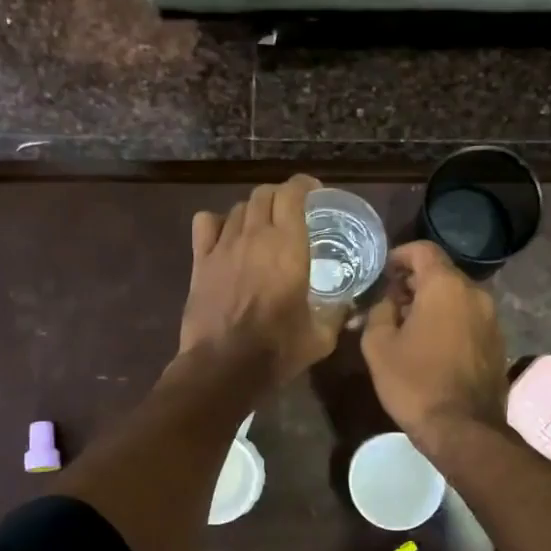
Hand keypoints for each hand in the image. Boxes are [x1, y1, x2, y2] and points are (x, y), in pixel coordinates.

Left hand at [180, 174, 340, 389]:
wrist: (224, 366)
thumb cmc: (277, 350)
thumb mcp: (320, 337)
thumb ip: (337, 314)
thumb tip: (349, 306)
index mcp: (289, 246)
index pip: (292, 194)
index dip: (303, 185)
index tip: (313, 192)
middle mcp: (255, 236)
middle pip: (263, 194)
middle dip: (279, 195)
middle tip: (290, 210)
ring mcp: (224, 246)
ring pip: (237, 208)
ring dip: (252, 211)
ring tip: (261, 226)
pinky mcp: (200, 261)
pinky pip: (205, 224)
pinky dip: (217, 222)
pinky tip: (225, 235)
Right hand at [361, 241, 507, 444]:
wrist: (463, 429)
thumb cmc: (415, 382)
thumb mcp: (378, 345)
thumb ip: (379, 311)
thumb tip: (387, 301)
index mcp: (445, 286)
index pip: (423, 250)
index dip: (399, 255)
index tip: (383, 272)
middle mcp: (475, 294)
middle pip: (441, 273)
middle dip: (414, 282)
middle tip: (390, 302)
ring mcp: (492, 319)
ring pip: (457, 297)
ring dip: (433, 303)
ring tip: (408, 326)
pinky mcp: (498, 342)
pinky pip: (469, 318)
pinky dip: (450, 321)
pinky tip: (431, 345)